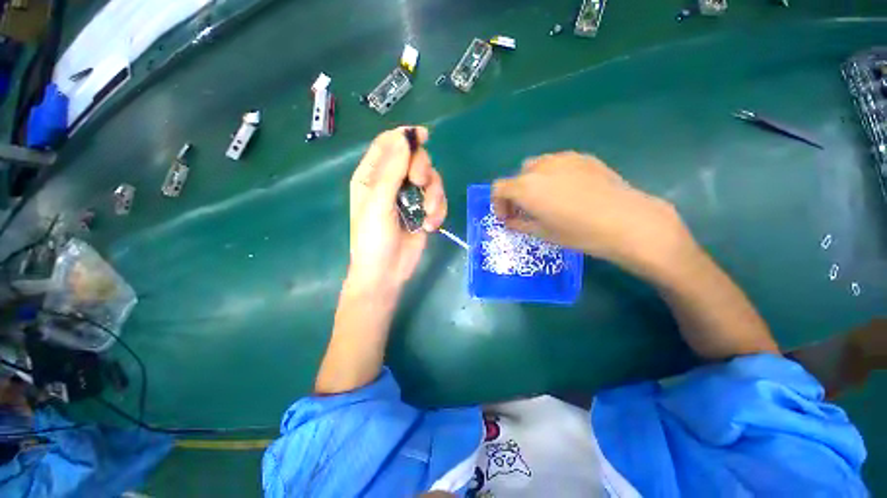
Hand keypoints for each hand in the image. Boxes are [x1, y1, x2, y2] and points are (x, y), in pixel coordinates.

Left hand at [347, 127, 447, 295]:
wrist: (387, 273)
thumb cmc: (373, 239)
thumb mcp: (378, 203)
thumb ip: (391, 170)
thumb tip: (405, 136)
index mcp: (372, 176)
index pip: (388, 144)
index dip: (405, 137)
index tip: (424, 137)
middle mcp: (392, 182)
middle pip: (415, 159)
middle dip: (423, 170)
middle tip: (420, 184)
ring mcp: (410, 197)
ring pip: (431, 179)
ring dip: (434, 194)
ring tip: (428, 213)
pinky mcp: (424, 211)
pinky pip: (439, 200)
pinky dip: (438, 211)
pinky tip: (430, 225)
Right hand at [492, 152, 694, 276]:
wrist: (626, 221)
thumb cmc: (579, 233)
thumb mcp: (543, 233)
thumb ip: (520, 224)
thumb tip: (510, 221)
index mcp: (526, 187)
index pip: (499, 188)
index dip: (498, 204)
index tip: (507, 217)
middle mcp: (540, 167)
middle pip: (517, 176)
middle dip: (516, 193)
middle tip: (527, 210)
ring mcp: (563, 159)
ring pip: (537, 166)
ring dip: (534, 182)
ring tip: (547, 198)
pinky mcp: (583, 157)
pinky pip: (558, 163)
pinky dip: (553, 175)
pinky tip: (569, 190)